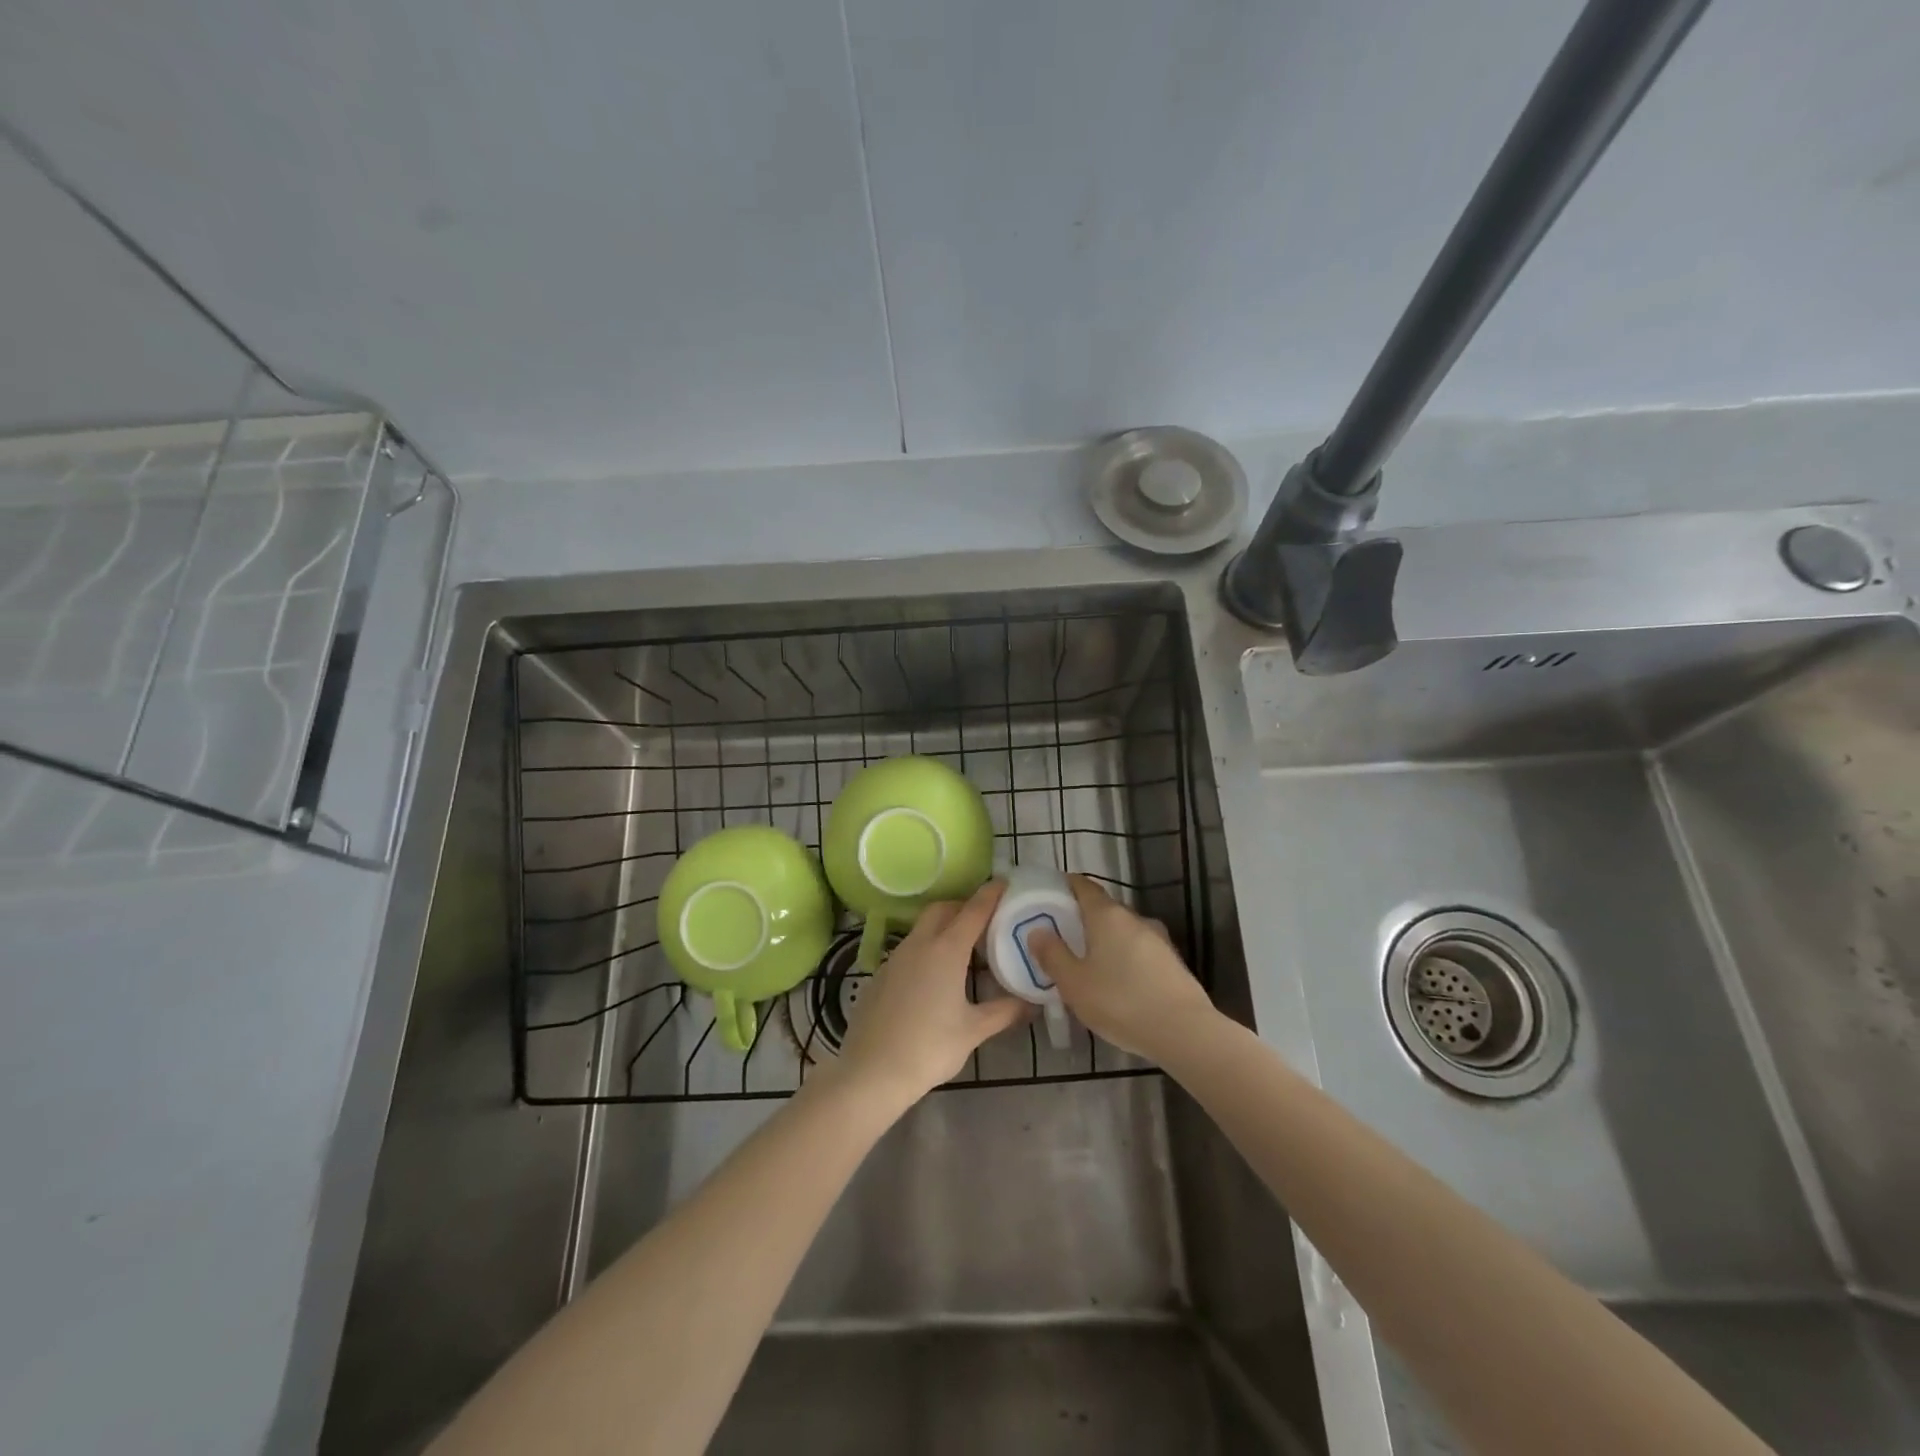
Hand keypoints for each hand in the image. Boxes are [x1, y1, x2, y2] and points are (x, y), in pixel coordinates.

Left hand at [833, 882, 1025, 1104]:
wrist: (871, 1071)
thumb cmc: (929, 1047)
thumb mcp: (973, 1030)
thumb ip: (1004, 1012)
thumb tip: (1032, 1003)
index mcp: (946, 950)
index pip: (973, 910)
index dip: (991, 894)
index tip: (1005, 883)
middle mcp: (919, 944)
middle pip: (943, 909)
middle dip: (964, 906)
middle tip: (986, 920)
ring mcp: (895, 957)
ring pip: (923, 927)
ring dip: (943, 927)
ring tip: (963, 948)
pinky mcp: (881, 974)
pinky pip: (909, 948)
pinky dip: (926, 948)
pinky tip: (934, 976)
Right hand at [1030, 875, 1215, 1062]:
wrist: (1185, 1032)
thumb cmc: (1121, 1002)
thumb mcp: (1074, 983)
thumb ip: (1053, 955)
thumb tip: (1037, 931)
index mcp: (1107, 915)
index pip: (1084, 886)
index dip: (1066, 885)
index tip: (1051, 894)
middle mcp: (1135, 918)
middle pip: (1104, 909)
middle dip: (1082, 919)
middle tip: (1062, 937)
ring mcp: (1158, 939)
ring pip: (1123, 932)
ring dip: (1105, 941)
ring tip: (1088, 964)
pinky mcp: (1172, 962)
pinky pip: (1139, 951)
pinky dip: (1124, 958)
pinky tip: (1118, 984)